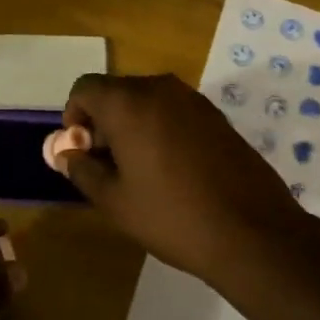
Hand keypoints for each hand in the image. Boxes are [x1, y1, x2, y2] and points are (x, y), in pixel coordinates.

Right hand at [61, 74, 319, 283]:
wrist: (253, 232)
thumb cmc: (172, 216)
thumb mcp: (114, 200)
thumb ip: (81, 169)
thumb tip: (65, 152)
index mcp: (129, 102)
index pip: (85, 88)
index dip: (74, 117)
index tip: (81, 152)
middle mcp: (160, 88)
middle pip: (116, 91)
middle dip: (102, 122)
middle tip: (106, 166)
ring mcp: (193, 99)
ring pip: (147, 101)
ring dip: (132, 125)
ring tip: (139, 171)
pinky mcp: (217, 116)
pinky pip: (174, 111)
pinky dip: (161, 129)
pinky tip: (172, 170)